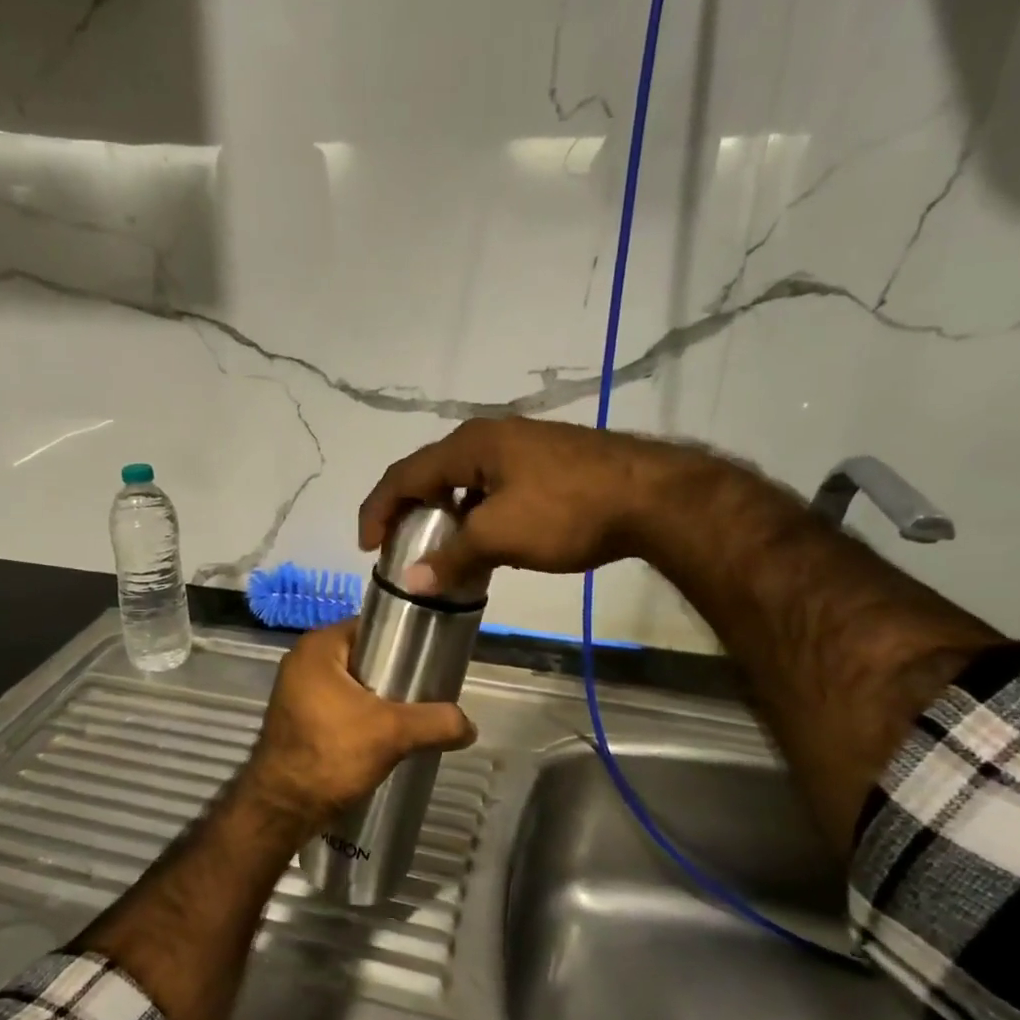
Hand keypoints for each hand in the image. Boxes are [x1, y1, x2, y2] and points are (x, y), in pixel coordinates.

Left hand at [239, 620, 475, 845]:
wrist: (282, 809)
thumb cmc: (332, 754)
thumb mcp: (393, 733)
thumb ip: (436, 722)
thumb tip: (470, 726)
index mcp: (319, 647)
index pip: (373, 627)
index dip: (404, 642)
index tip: (430, 662)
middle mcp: (303, 660)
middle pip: (364, 657)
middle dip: (394, 675)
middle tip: (425, 693)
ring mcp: (296, 690)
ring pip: (353, 684)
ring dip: (379, 699)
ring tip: (410, 717)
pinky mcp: (297, 717)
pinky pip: (339, 704)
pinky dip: (361, 715)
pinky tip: (384, 736)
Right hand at [358, 417, 683, 595]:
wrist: (652, 496)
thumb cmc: (567, 510)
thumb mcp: (501, 537)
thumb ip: (453, 557)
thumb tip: (412, 582)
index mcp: (469, 445)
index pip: (405, 474)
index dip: (379, 509)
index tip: (367, 546)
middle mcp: (489, 437)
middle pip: (432, 473)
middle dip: (410, 510)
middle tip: (399, 546)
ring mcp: (521, 446)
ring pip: (464, 481)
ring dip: (445, 514)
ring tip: (440, 548)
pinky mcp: (546, 462)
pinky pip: (492, 486)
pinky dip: (476, 513)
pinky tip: (486, 539)